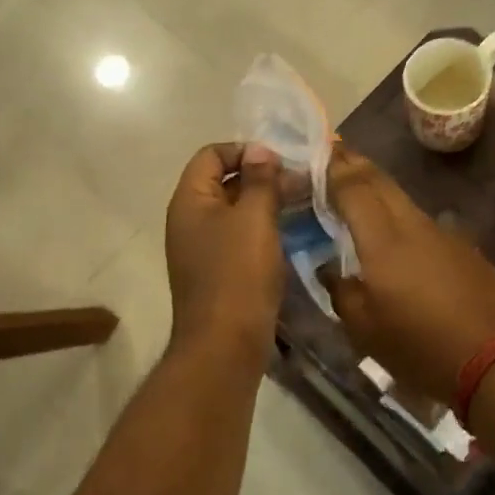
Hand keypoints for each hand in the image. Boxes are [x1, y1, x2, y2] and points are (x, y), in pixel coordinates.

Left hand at [164, 143, 283, 358]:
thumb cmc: (238, 274)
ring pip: (236, 210)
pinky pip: (241, 236)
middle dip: (262, 176)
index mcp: (190, 201)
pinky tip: (293, 233)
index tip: (280, 162)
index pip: (212, 154)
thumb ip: (260, 179)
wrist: (225, 345)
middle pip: (224, 181)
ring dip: (267, 203)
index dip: (245, 150)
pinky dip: (264, 229)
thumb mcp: (254, 218)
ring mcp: (203, 247)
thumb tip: (260, 149)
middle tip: (301, 182)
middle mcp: (190, 219)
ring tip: (304, 204)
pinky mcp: (219, 271)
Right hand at [322, 147, 494, 404]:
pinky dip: (399, 213)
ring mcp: (441, 234)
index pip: (353, 188)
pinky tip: (394, 229)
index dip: (334, 168)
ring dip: (378, 187)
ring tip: (358, 188)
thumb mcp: (365, 330)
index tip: (319, 151)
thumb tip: (330, 270)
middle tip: (335, 154)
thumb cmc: (420, 348)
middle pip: (380, 182)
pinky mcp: (461, 248)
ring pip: (402, 199)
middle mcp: (412, 225)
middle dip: (355, 164)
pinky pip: (421, 220)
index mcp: (383, 241)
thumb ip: (342, 292)